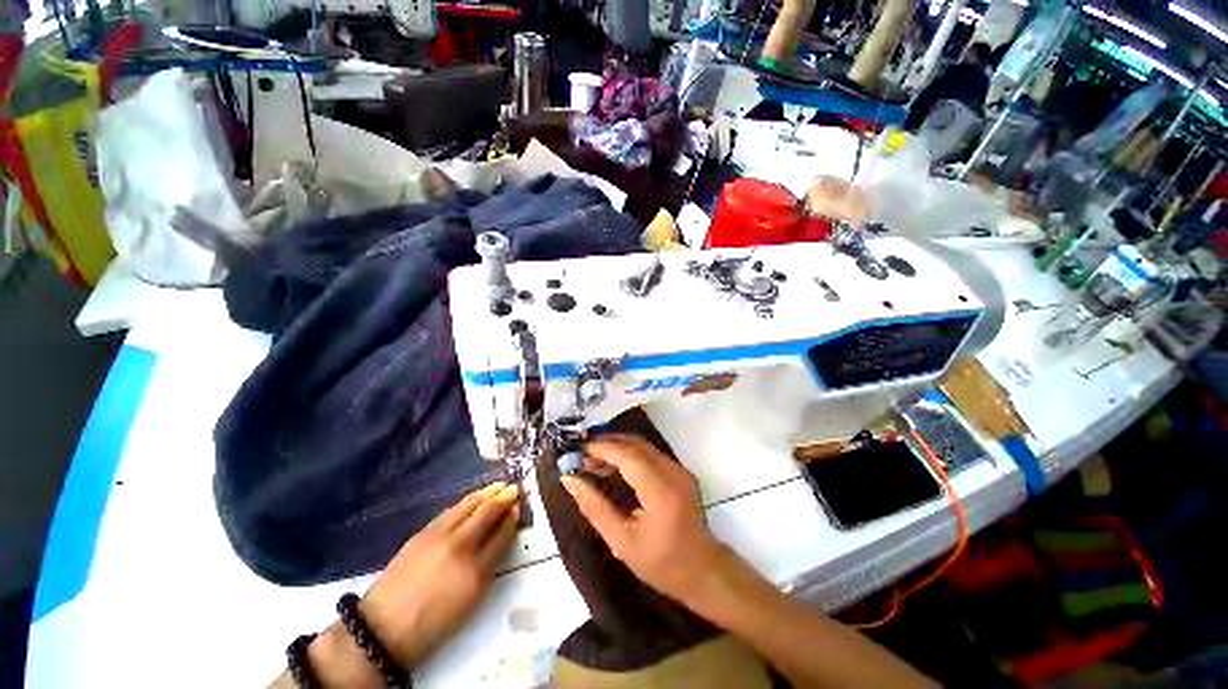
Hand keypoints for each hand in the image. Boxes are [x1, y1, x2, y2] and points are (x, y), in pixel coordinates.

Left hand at [361, 482, 520, 667]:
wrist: (385, 628)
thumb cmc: (434, 623)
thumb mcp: (471, 600)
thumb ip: (489, 566)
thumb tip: (499, 537)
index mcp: (476, 572)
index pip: (503, 534)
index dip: (513, 518)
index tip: (519, 507)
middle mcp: (461, 547)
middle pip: (488, 512)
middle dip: (504, 498)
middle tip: (514, 489)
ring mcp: (440, 536)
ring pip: (469, 504)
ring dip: (486, 493)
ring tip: (497, 487)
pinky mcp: (423, 532)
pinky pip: (451, 510)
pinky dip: (466, 502)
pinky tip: (472, 501)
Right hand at [560, 435, 727, 605]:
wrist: (702, 569)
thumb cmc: (661, 563)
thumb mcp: (621, 542)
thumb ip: (594, 507)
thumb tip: (570, 480)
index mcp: (660, 492)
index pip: (628, 456)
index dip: (601, 448)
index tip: (577, 450)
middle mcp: (672, 472)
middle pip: (635, 443)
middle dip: (606, 443)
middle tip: (581, 453)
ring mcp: (678, 468)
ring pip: (642, 444)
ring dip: (616, 446)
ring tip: (592, 458)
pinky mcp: (678, 470)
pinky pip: (649, 452)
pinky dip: (628, 452)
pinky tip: (613, 464)